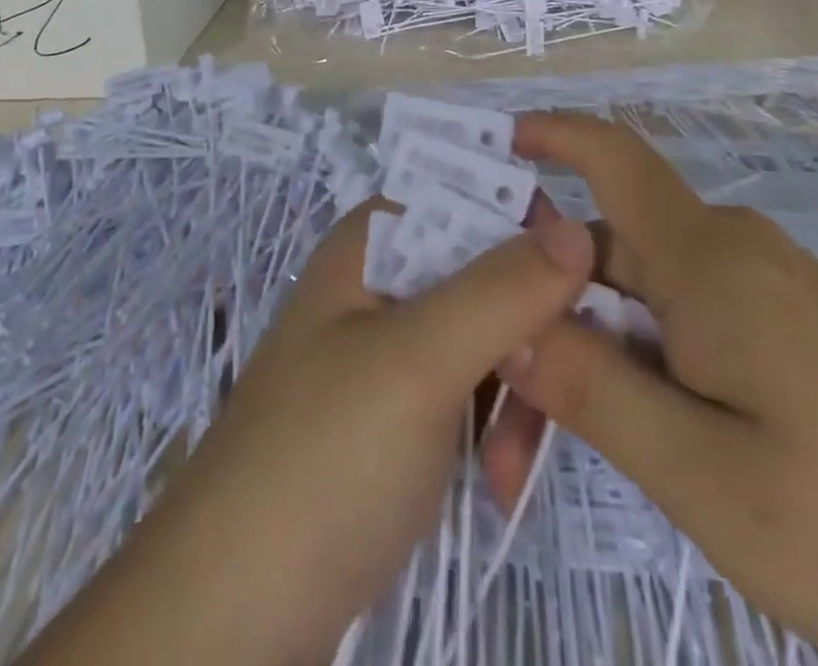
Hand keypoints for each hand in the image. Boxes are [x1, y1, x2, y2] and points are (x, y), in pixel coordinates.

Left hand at [29, 200, 595, 665]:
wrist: (229, 621)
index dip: (532, 227)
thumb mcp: (419, 362)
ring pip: (486, 334)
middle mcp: (382, 280)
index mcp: (375, 239)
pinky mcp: (397, 413)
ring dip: (518, 390)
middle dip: (531, 328)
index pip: (472, 195)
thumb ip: (501, 289)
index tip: (589, 282)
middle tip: (563, 389)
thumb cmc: (324, 462)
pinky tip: (501, 481)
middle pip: (486, 269)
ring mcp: (388, 350)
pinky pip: (469, 389)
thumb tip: (581, 227)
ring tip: (517, 465)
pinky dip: (494, 427)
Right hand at [489, 113, 817, 665]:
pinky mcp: (798, 326)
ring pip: (651, 289)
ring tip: (558, 427)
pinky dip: (645, 352)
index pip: (615, 159)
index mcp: (710, 262)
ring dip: (597, 339)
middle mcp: (736, 252)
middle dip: (549, 300)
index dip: (554, 135)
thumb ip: (598, 390)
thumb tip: (514, 322)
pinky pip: (693, 315)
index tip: (494, 147)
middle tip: (502, 390)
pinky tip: (642, 421)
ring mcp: (773, 288)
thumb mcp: (707, 480)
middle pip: (614, 245)